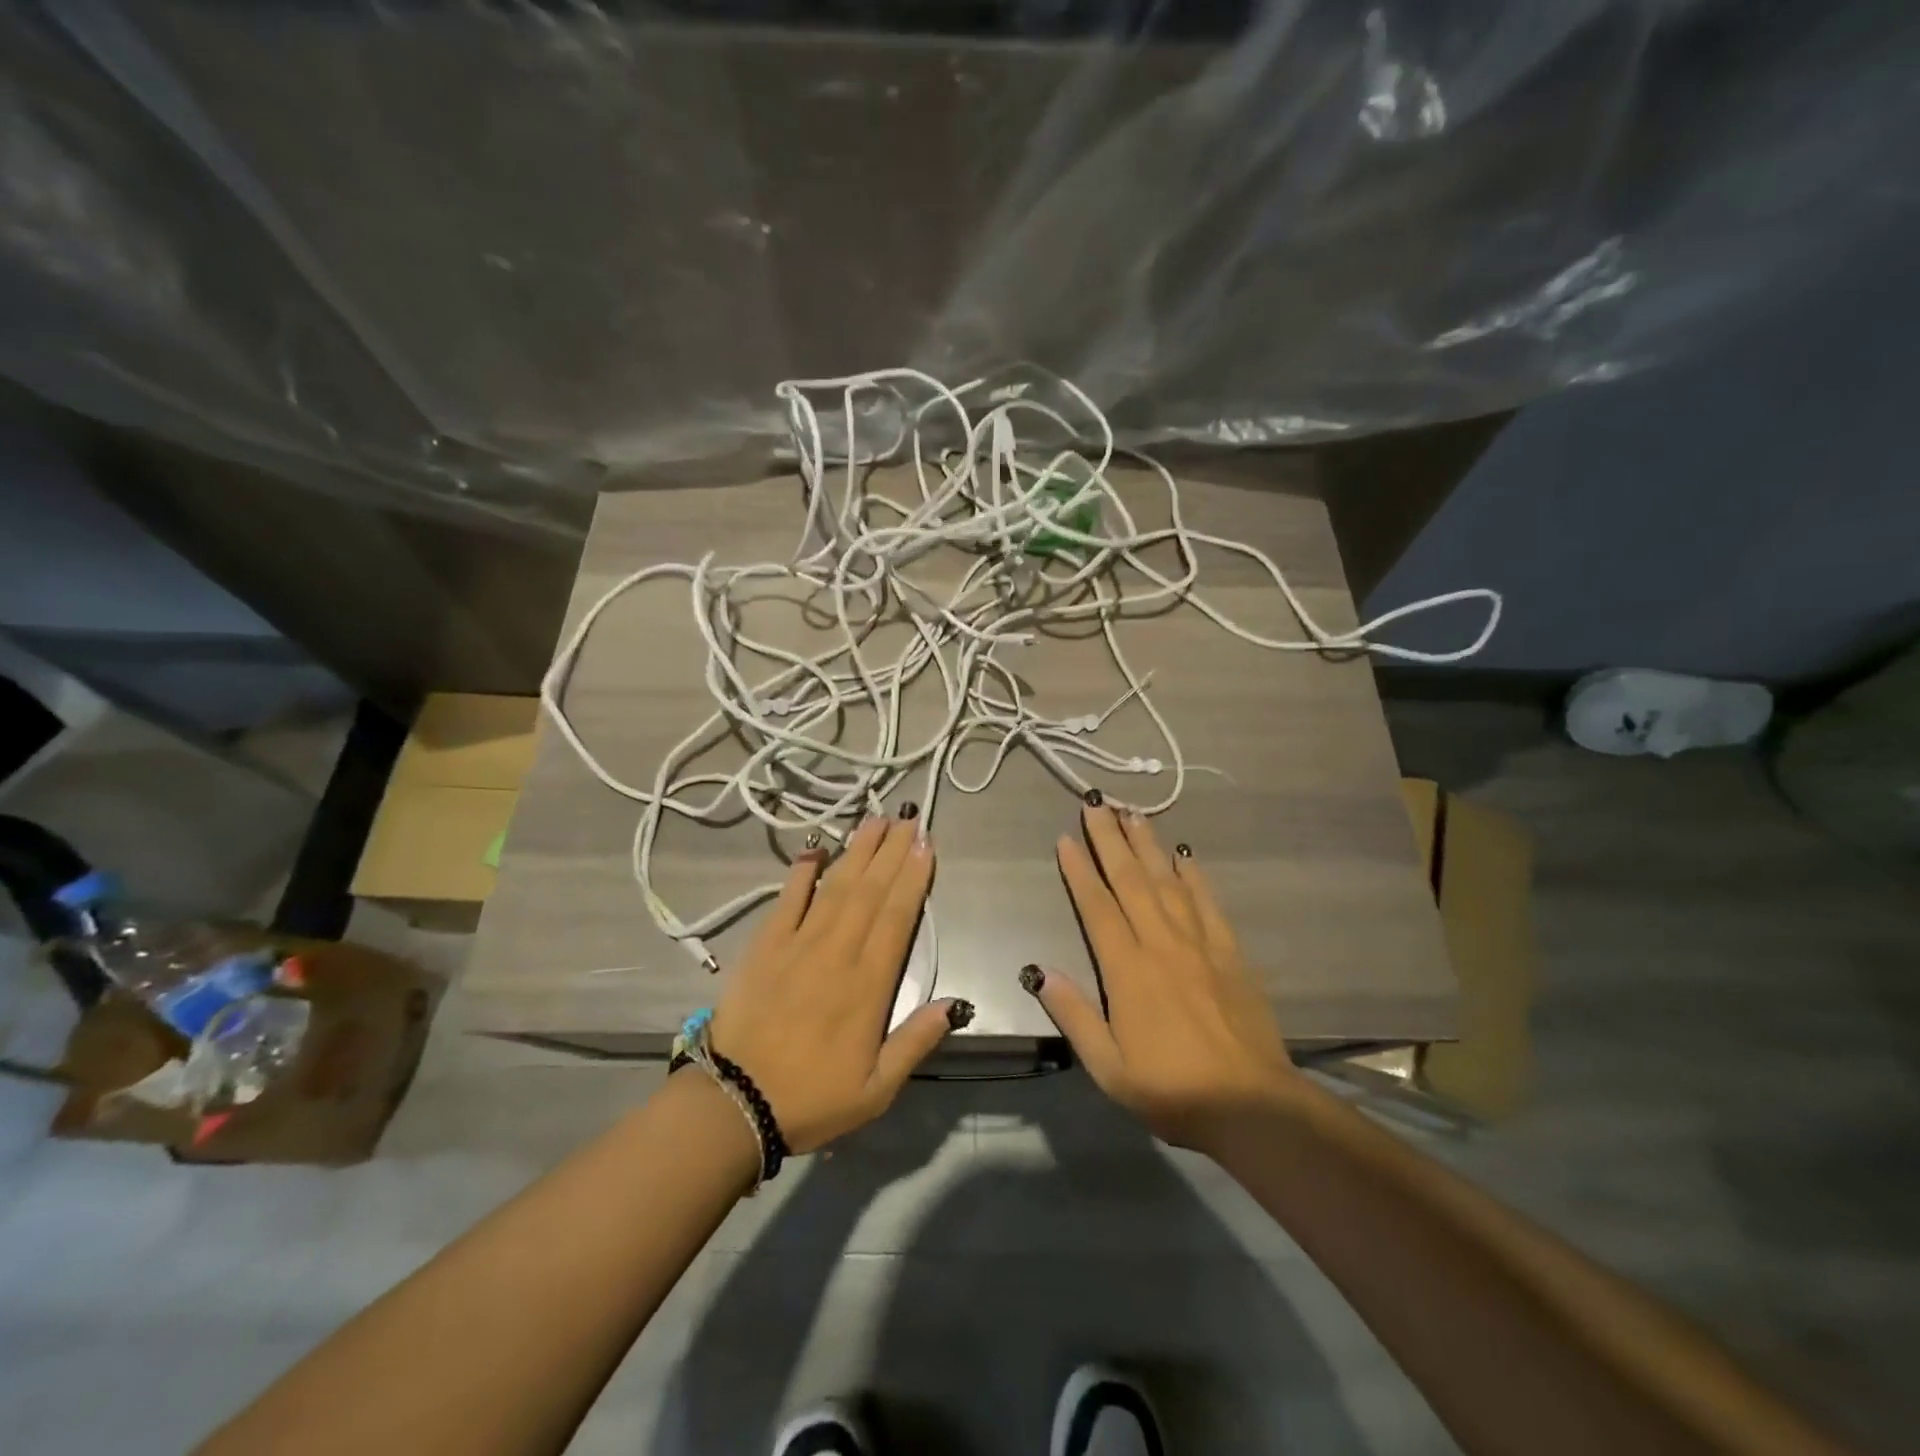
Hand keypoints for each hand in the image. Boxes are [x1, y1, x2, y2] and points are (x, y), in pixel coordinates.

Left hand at [709, 815, 967, 1153]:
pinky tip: (816, 849)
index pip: (896, 917)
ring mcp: (798, 944)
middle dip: (892, 851)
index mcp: (868, 984)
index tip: (925, 844)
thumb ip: (916, 1041)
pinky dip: (802, 872)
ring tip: (875, 820)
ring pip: (836, 886)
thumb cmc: (812, 1096)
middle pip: (870, 891)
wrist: (735, 1103)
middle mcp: (837, 952)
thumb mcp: (877, 1088)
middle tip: (908, 817)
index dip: (913, 877)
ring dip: (857, 851)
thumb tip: (956, 1003)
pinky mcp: (766, 946)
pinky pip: (787, 900)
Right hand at [1025, 800, 1303, 1148]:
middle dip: (1110, 840)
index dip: (1079, 871)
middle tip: (1096, 804)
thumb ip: (1075, 1016)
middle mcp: (1162, 945)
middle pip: (1131, 881)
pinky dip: (1194, 876)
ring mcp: (1200, 945)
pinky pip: (1208, 904)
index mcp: (1128, 970)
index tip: (1066, 839)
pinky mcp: (1230, 953)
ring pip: (1168, 882)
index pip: (1097, 908)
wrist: (1252, 1106)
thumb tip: (1040, 972)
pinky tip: (1184, 854)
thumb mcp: (1109, 1067)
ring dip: (1148, 845)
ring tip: (1133, 814)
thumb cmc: (1172, 1090)